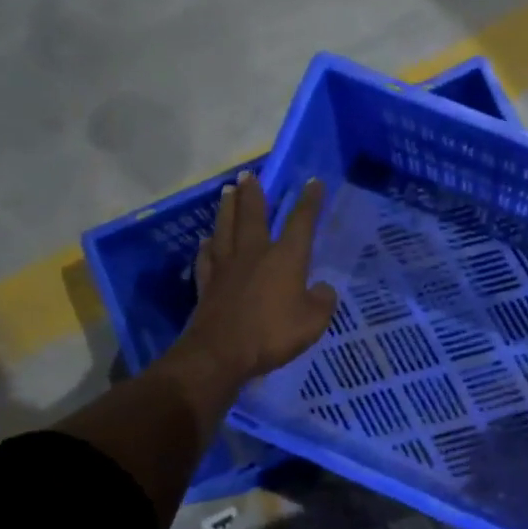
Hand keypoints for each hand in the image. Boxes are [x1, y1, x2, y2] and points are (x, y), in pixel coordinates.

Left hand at [173, 172, 337, 384]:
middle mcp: (254, 253)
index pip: (300, 222)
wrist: (221, 353)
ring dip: (227, 208)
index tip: (313, 182)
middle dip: (253, 193)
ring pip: (225, 228)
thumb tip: (322, 289)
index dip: (309, 202)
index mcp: (285, 258)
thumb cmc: (272, 334)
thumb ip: (322, 302)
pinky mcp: (207, 284)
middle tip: (248, 175)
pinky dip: (206, 247)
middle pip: (253, 215)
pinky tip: (205, 240)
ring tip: (226, 192)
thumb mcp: (313, 322)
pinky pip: (206, 258)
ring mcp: (226, 267)